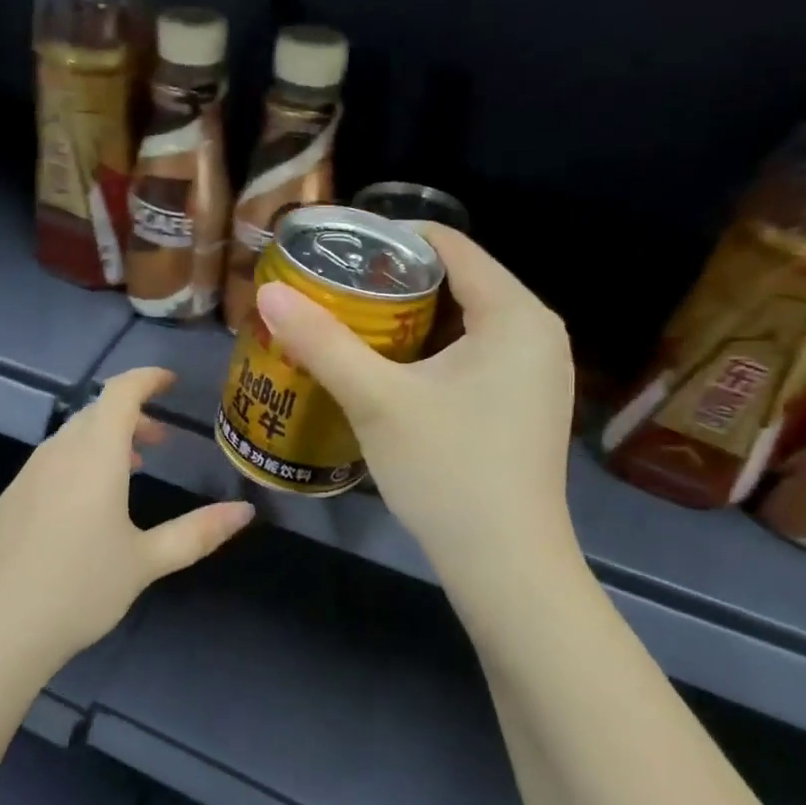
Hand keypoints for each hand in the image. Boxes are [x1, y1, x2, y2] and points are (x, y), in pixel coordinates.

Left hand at [0, 367, 254, 679]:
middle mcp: (57, 454)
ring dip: (104, 440)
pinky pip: (51, 462)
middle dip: (130, 415)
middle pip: (95, 413)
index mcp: (94, 456)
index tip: (170, 381)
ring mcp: (27, 476)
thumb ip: (197, 533)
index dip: (146, 378)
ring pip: (71, 438)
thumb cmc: (79, 589)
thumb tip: (245, 511)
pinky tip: (86, 505)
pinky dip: (79, 462)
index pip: (120, 393)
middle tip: (159, 438)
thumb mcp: (145, 562)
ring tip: (130, 469)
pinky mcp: (9, 500)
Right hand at [254, 226, 579, 584]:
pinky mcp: (523, 406)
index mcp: (516, 315)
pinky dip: (428, 353)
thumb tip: (268, 293)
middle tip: (330, 290)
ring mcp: (535, 373)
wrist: (505, 565)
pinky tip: (386, 370)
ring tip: (346, 324)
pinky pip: (471, 356)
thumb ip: (322, 342)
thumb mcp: (377, 400)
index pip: (449, 246)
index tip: (333, 250)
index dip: (387, 239)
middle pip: (456, 282)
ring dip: (406, 321)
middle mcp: (537, 333)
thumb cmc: (447, 470)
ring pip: (461, 323)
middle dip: (390, 283)